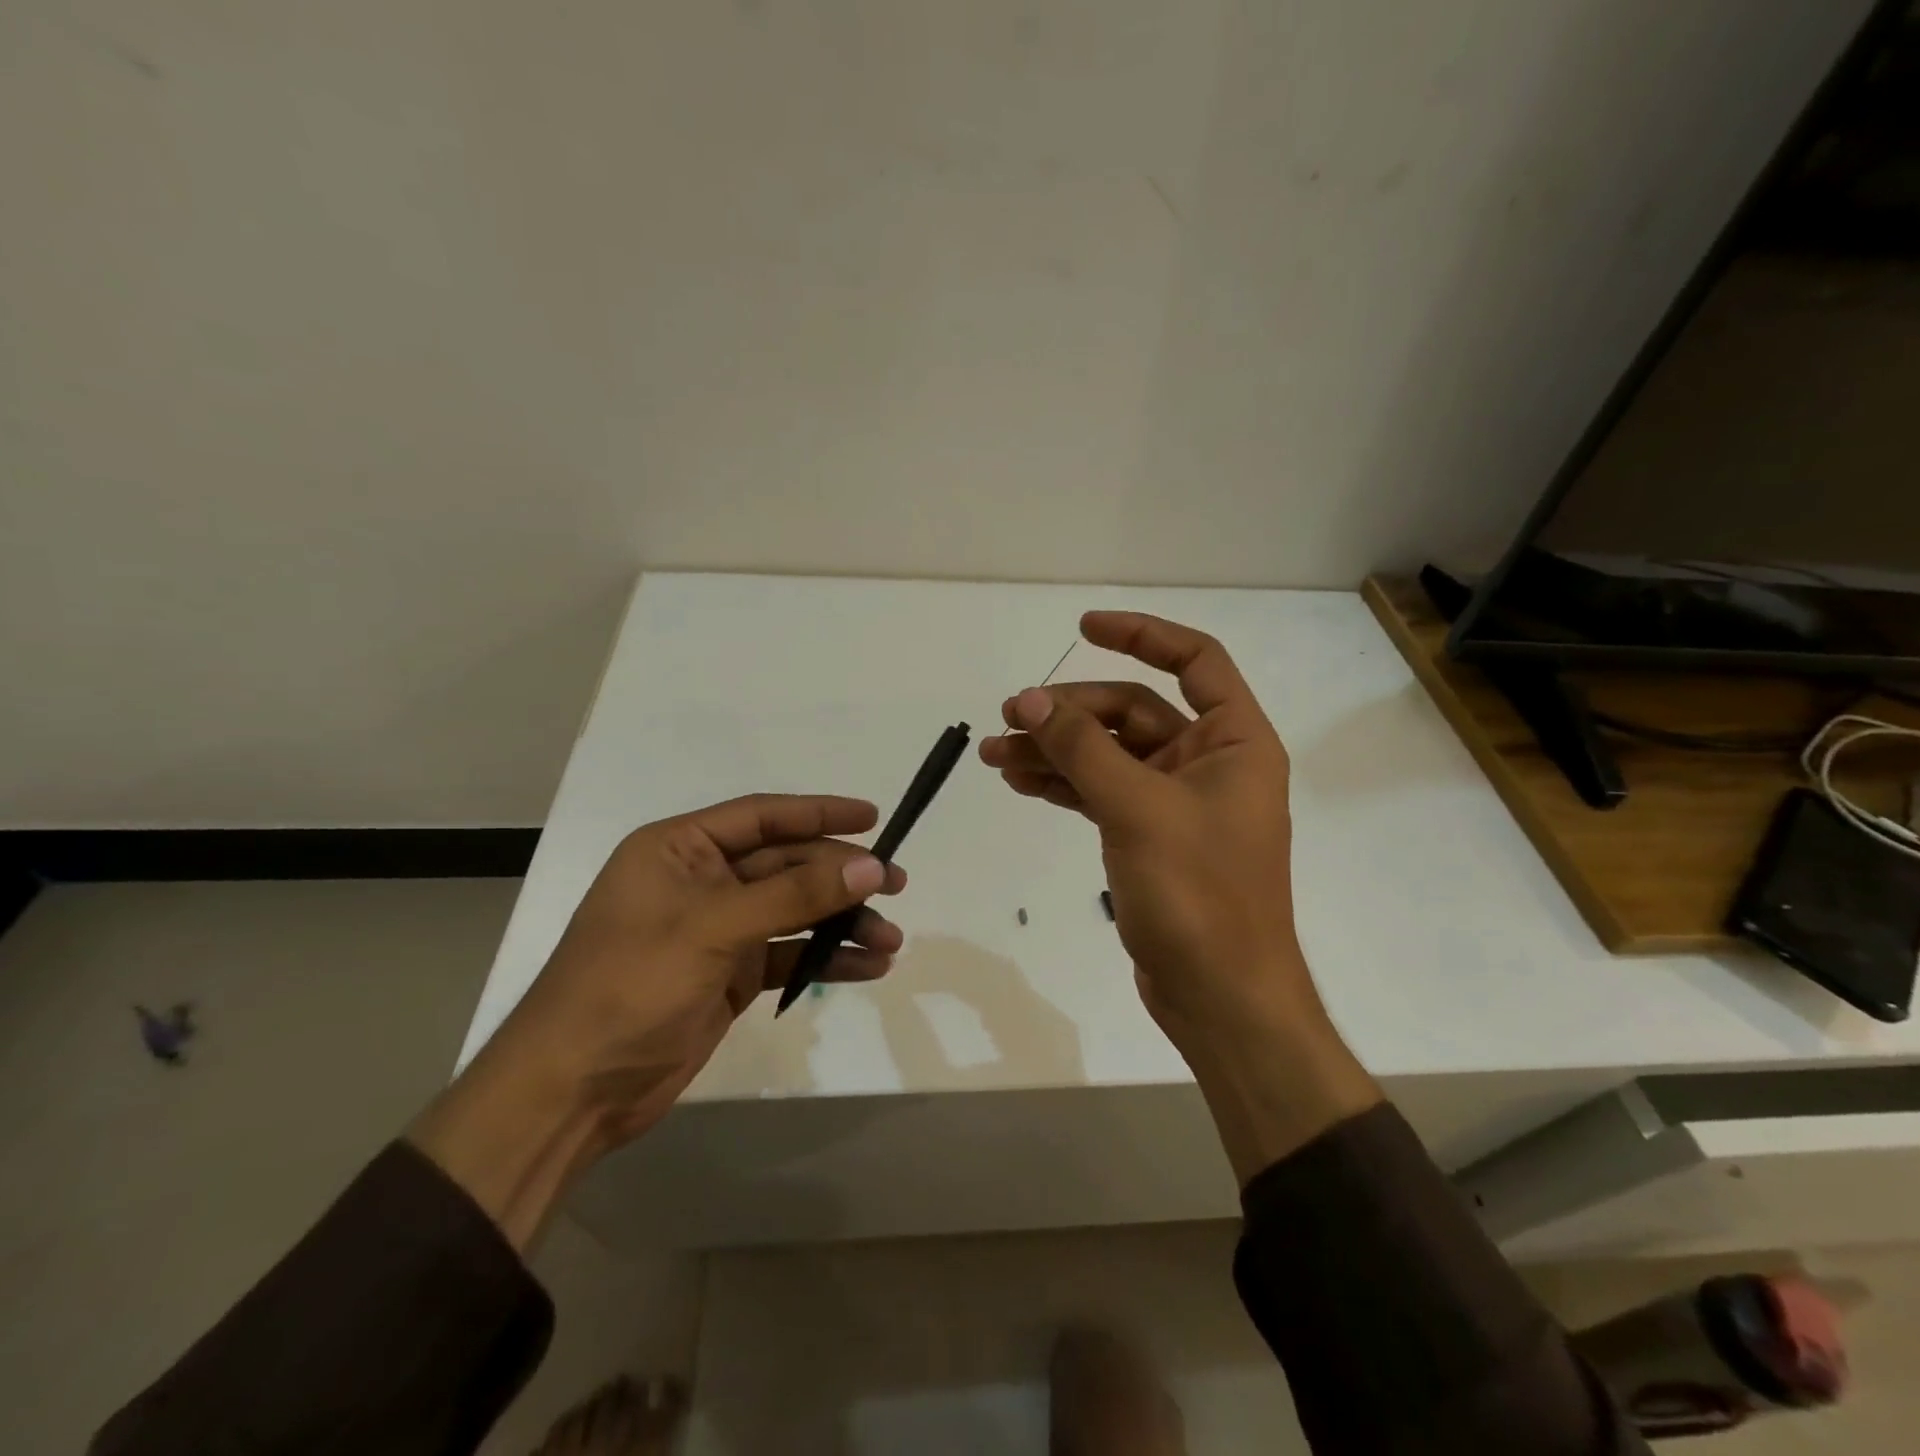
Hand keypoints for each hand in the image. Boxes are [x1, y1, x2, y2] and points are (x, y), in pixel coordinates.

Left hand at [410, 794, 903, 1245]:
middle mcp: (700, 882)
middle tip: (896, 884)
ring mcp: (717, 930)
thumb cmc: (630, 986)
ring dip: (841, 922)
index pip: (762, 817)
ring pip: (793, 912)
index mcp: (680, 850)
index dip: (819, 813)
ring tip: (891, 939)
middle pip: (786, 865)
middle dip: (840, 876)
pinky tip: (868, 966)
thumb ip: (794, 895)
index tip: (873, 818)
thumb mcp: (713, 929)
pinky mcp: (730, 975)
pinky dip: (825, 959)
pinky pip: (788, 955)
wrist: (573, 1092)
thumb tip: (870, 867)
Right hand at [979, 611, 1377, 1177]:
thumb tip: (1027, 699)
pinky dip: (1064, 784)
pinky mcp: (1150, 836)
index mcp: (1233, 741)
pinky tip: (1021, 782)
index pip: (1194, 661)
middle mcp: (1209, 762)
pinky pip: (1101, 792)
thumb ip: (1081, 748)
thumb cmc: (1198, 896)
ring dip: (1055, 749)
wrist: (1220, 998)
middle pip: (1132, 711)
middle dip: (1069, 712)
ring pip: (1108, 755)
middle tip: (1008, 718)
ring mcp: (1177, 802)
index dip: (1141, 634)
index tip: (1083, 626)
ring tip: (994, 753)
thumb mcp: (1136, 809)